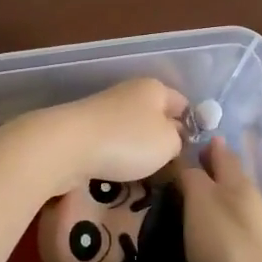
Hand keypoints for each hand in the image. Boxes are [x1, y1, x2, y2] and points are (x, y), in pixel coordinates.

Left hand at [23, 78, 188, 194]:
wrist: (67, 146)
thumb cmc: (127, 141)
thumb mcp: (169, 143)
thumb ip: (179, 140)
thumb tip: (174, 137)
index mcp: (154, 88)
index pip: (184, 104)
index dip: (193, 126)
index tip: (194, 153)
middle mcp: (130, 92)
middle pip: (156, 116)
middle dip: (164, 140)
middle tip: (172, 168)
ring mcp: (105, 109)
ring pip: (133, 130)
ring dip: (139, 150)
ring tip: (146, 174)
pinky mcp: (86, 128)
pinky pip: (113, 141)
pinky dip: (118, 155)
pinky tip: (119, 172)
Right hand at [179, 138, 261, 261]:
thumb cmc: (225, 244)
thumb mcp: (201, 201)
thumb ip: (193, 177)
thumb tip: (188, 160)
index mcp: (238, 182)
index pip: (221, 152)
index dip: (204, 144)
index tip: (182, 139)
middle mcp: (249, 202)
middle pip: (226, 178)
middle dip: (205, 172)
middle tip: (173, 171)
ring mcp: (253, 233)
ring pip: (226, 205)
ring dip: (207, 201)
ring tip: (178, 203)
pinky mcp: (250, 260)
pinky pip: (226, 233)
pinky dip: (211, 227)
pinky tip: (196, 237)